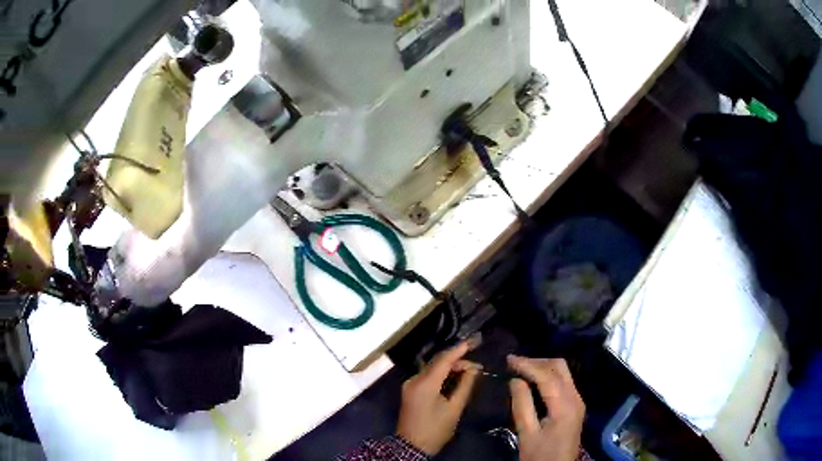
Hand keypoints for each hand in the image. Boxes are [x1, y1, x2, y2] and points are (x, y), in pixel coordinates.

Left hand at [396, 342, 479, 455]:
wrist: (411, 446)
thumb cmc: (435, 429)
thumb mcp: (454, 409)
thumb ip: (465, 386)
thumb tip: (474, 369)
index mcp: (424, 384)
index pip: (443, 360)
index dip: (459, 350)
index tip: (473, 342)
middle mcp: (414, 379)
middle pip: (437, 362)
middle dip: (456, 360)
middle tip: (476, 365)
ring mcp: (409, 384)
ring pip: (432, 368)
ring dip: (449, 366)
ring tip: (468, 370)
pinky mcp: (409, 390)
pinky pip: (427, 375)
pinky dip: (441, 373)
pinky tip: (453, 377)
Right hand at [508, 356, 584, 460]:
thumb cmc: (540, 455)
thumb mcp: (527, 434)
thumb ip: (522, 406)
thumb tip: (515, 380)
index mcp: (564, 406)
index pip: (547, 376)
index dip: (527, 365)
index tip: (508, 359)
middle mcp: (575, 398)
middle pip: (560, 367)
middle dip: (537, 361)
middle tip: (514, 363)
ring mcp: (577, 400)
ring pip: (563, 372)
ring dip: (543, 366)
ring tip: (521, 368)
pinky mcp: (575, 405)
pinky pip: (564, 381)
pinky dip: (548, 375)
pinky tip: (534, 380)